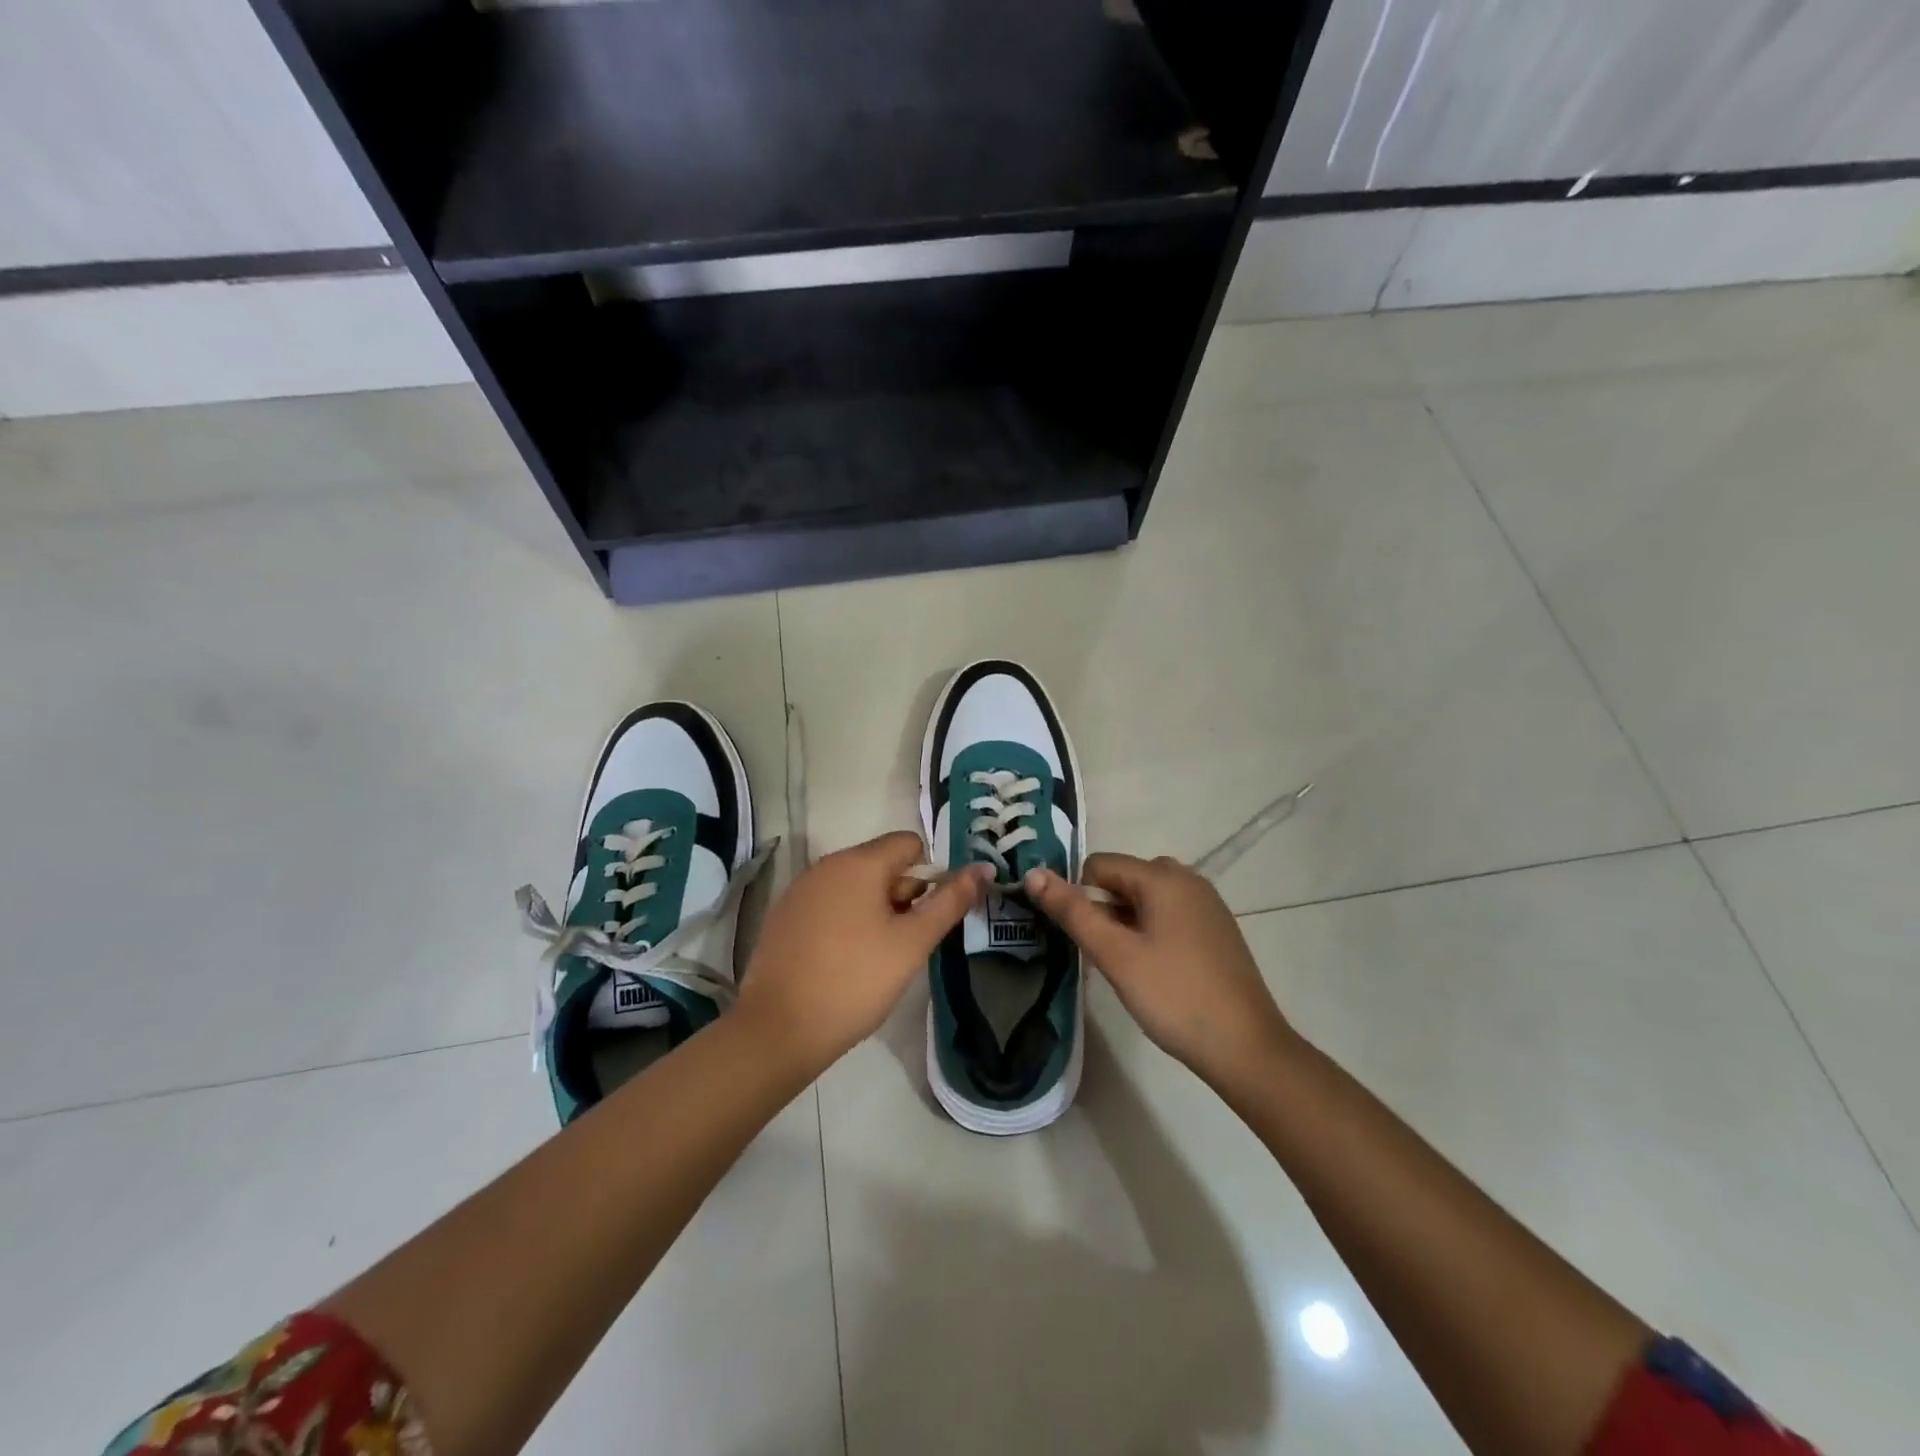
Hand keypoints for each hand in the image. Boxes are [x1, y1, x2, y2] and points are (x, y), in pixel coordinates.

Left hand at [736, 831, 990, 1078]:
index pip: (909, 843)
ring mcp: (800, 890)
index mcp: (859, 863)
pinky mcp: (784, 916)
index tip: (928, 916)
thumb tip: (983, 867)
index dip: (929, 875)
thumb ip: (950, 901)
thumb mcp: (913, 943)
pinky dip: (845, 922)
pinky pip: (828, 904)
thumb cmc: (856, 981)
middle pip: (881, 864)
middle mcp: (826, 865)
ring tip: (876, 957)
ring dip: (875, 910)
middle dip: (902, 895)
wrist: (779, 1029)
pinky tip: (844, 962)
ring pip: (854, 886)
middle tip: (905, 944)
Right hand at [1024, 854, 1296, 1089]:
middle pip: (1123, 879)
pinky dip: (1152, 933)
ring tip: (1130, 968)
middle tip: (1108, 957)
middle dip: (1105, 911)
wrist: (1246, 1048)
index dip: (1081, 898)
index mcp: (1163, 877)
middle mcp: (1188, 879)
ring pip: (1146, 900)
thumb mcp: (1115, 954)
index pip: (1099, 865)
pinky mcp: (1217, 929)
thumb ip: (1072, 911)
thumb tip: (1033, 873)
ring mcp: (1207, 904)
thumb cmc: (1174, 996)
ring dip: (1127, 924)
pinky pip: (1170, 915)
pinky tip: (1157, 972)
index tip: (1085, 940)